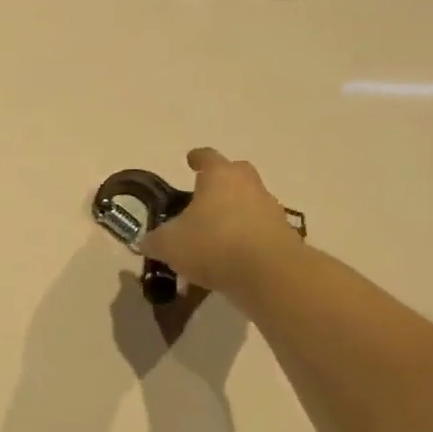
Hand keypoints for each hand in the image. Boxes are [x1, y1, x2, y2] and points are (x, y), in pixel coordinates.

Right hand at [142, 148, 302, 299]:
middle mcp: (249, 185)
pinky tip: (229, 259)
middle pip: (236, 174)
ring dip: (234, 214)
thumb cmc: (213, 244)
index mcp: (220, 176)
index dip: (196, 158)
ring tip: (213, 236)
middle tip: (204, 197)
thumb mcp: (168, 244)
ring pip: (249, 203)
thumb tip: (148, 242)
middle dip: (220, 183)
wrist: (269, 274)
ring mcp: (270, 210)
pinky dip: (245, 239)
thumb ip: (155, 240)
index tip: (190, 160)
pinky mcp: (284, 236)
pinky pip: (258, 231)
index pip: (207, 157)